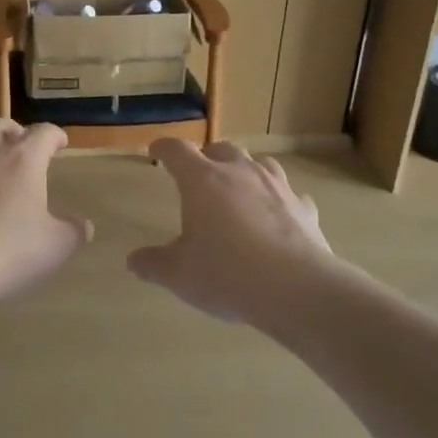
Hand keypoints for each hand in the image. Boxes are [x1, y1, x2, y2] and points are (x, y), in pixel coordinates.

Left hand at [0, 120, 91, 313]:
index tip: (61, 143)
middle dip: (20, 134)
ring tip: (2, 163)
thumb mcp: (57, 244)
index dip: (55, 135)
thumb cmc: (13, 248)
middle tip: (30, 151)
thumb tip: (84, 226)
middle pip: (5, 126)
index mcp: (25, 158)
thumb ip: (74, 231)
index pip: (44, 132)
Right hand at [128, 139, 339, 321]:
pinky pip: (290, 195)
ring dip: (246, 170)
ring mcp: (277, 187)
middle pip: (221, 148)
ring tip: (240, 187)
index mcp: (202, 180)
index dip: (164, 148)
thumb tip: (133, 261)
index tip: (156, 151)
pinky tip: (277, 216)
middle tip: (199, 173)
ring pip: (260, 163)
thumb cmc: (226, 274)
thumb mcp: (178, 274)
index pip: (177, 150)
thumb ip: (154, 264)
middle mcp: (240, 172)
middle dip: (207, 156)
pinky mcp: (304, 208)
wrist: (295, 289)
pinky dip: (279, 200)